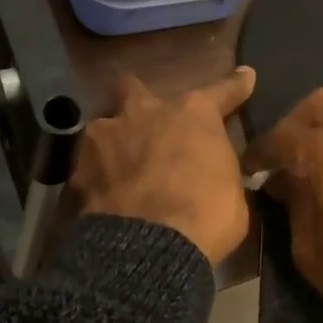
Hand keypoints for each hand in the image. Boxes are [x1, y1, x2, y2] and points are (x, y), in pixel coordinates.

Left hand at [72, 69, 256, 263]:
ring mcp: (106, 135)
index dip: (234, 86)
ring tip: (117, 166)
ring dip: (112, 141)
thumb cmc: (206, 216)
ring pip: (104, 124)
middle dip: (136, 99)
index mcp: (192, 114)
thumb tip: (213, 171)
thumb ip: (218, 168)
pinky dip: (96, 175)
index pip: (221, 91)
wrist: (148, 245)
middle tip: (143, 121)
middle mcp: (145, 111)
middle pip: (133, 88)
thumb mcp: (231, 191)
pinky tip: (102, 193)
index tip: (244, 77)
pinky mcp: (78, 167)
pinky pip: (88, 164)